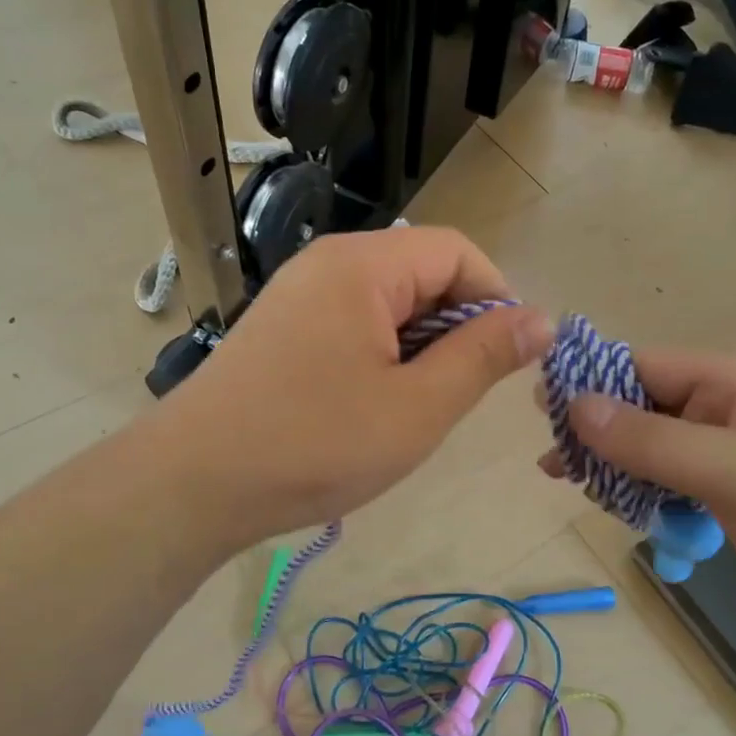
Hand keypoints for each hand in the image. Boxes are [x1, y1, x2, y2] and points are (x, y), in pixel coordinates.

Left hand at [156, 227, 553, 549]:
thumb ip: (483, 356)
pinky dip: (381, 355)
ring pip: (390, 302)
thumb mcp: (418, 407)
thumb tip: (542, 320)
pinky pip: (354, 322)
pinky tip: (370, 405)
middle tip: (454, 397)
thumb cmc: (315, 444)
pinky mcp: (283, 325)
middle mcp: (329, 263)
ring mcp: (300, 293)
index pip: (457, 252)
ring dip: (418, 347)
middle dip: (455, 328)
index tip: (506, 361)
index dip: (496, 299)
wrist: (193, 484)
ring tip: (410, 408)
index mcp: (364, 265)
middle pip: (422, 273)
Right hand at [546, 351, 735, 671]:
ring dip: (614, 464)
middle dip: (598, 430)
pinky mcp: (730, 494)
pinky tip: (620, 510)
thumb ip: (653, 440)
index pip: (645, 366)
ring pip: (650, 445)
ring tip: (573, 486)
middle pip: (643, 405)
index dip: (592, 383)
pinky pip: (668, 479)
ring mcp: (731, 452)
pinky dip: (640, 491)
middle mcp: (730, 407)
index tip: (541, 410)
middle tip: (553, 463)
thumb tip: (574, 407)